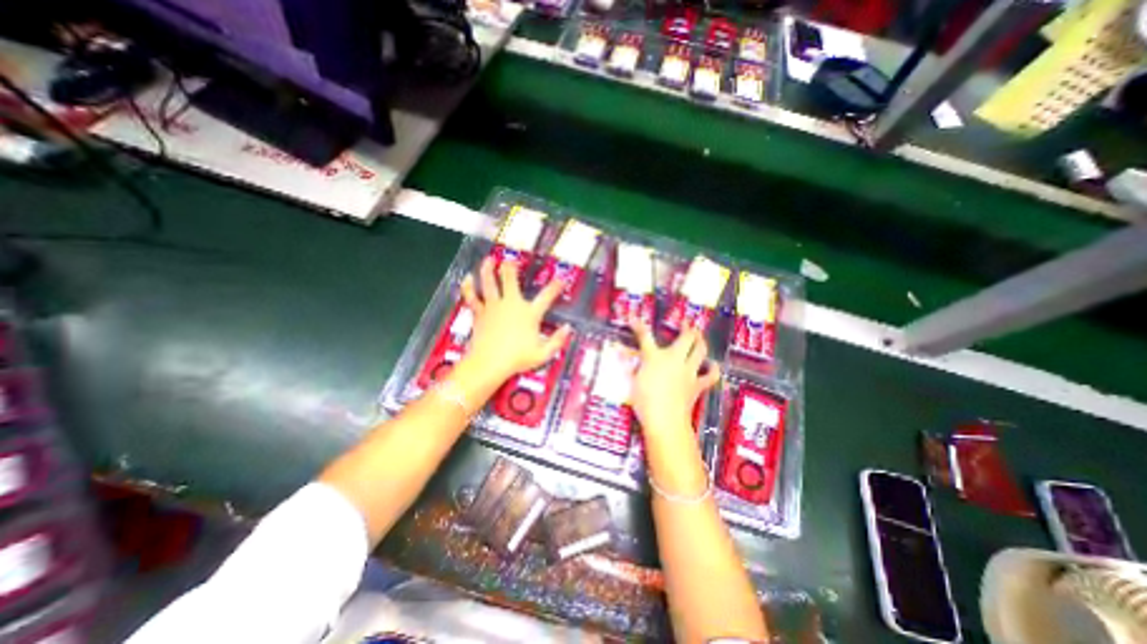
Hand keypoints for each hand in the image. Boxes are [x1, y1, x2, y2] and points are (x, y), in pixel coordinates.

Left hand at [460, 257, 569, 387]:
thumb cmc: (517, 359)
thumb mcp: (543, 354)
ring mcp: (494, 307)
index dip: (555, 287)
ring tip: (489, 259)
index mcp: (529, 313)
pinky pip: (472, 297)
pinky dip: (468, 287)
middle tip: (511, 259)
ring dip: (488, 269)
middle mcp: (511, 305)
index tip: (561, 279)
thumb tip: (568, 329)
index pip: (546, 297)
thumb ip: (557, 341)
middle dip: (511, 267)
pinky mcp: (480, 313)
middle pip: (510, 280)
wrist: (489, 363)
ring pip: (489, 283)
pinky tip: (467, 278)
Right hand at [626, 319, 712, 438]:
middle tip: (686, 323)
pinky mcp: (697, 385)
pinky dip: (713, 368)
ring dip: (701, 341)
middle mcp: (674, 359)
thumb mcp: (633, 381)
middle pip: (686, 338)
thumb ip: (632, 366)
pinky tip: (712, 365)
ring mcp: (689, 371)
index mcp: (654, 357)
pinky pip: (711, 375)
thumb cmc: (644, 400)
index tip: (633, 318)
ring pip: (700, 350)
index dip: (638, 325)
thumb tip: (625, 356)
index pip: (644, 336)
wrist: (664, 420)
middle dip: (687, 327)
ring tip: (699, 336)